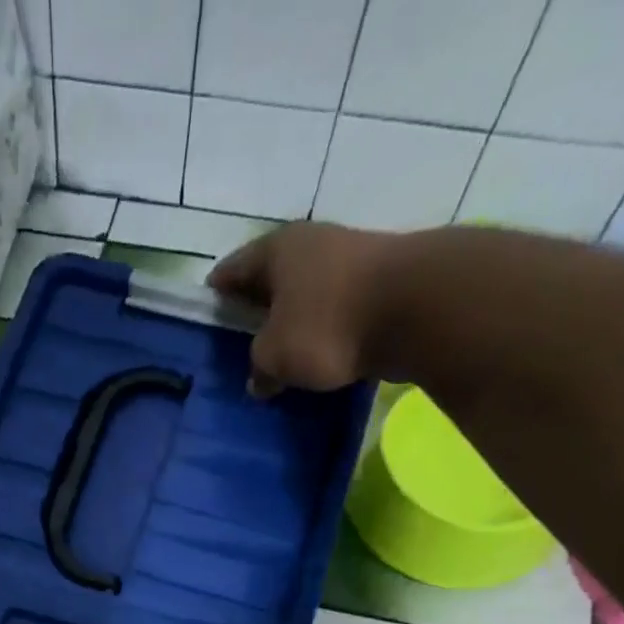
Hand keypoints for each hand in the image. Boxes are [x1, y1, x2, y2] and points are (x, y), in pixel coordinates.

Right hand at [207, 221, 397, 396]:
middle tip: (242, 335)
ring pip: (307, 292)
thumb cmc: (327, 324)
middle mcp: (313, 244)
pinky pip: (336, 308)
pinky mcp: (379, 284)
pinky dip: (323, 327)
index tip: (207, 308)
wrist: (415, 309)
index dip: (218, 290)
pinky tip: (318, 352)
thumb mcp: (275, 356)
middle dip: (257, 304)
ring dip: (294, 317)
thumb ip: (259, 366)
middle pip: (273, 277)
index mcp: (277, 250)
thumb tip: (260, 379)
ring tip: (281, 350)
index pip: (233, 268)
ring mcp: (350, 259)